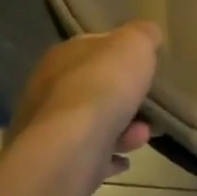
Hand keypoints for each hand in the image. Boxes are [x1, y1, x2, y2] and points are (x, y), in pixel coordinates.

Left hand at [3, 22, 160, 187]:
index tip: (145, 67)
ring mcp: (47, 127)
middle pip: (94, 88)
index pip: (94, 46)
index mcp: (64, 55)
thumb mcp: (136, 44)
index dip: (121, 55)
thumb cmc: (104, 87)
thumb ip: (143, 34)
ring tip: (143, 137)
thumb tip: (147, 34)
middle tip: (149, 107)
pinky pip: (86, 155)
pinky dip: (106, 156)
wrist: (69, 150)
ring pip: (91, 123)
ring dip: (121, 129)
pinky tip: (124, 161)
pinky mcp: (53, 161)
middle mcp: (48, 88)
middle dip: (124, 98)